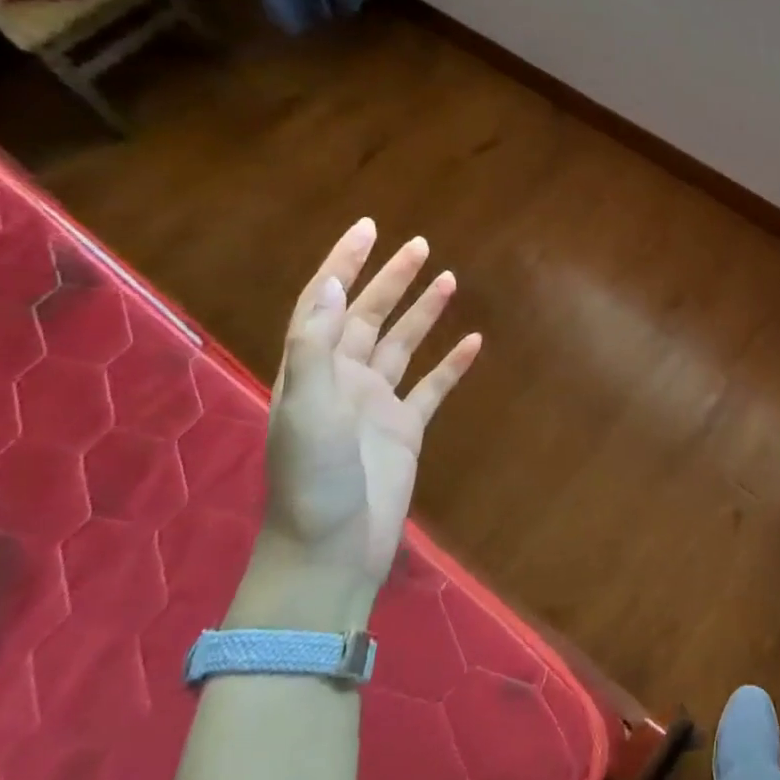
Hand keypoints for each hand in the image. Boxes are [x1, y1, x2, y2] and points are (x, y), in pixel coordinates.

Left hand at [262, 219, 482, 598]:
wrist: (331, 550)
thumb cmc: (313, 479)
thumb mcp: (306, 408)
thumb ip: (316, 346)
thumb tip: (336, 285)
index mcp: (313, 369)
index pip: (327, 302)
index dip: (344, 263)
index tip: (369, 228)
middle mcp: (344, 379)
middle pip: (369, 316)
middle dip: (392, 278)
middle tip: (421, 245)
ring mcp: (377, 404)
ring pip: (403, 345)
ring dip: (423, 312)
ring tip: (449, 279)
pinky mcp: (406, 429)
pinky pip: (433, 387)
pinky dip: (452, 364)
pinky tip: (474, 342)